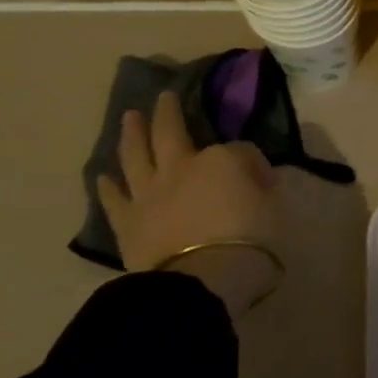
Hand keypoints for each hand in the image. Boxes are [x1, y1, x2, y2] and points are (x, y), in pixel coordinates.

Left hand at [98, 92, 279, 313]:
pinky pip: (115, 200)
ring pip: (135, 155)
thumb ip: (263, 187)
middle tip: (164, 97)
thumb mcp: (275, 206)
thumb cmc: (250, 240)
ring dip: (132, 134)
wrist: (203, 280)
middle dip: (168, 112)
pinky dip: (108, 187)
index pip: (239, 150)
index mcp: (222, 159)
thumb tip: (255, 179)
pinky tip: (102, 176)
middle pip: (171, 132)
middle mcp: (181, 166)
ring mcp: (150, 193)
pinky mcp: (129, 223)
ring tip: (130, 118)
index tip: (263, 181)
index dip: (252, 163)